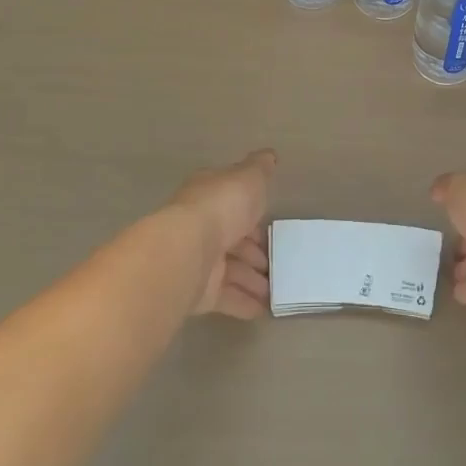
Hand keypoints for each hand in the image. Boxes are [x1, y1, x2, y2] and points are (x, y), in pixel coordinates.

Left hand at [168, 149, 275, 319]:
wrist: (186, 251)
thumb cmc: (221, 206)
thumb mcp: (249, 177)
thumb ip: (260, 168)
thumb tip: (269, 155)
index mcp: (210, 196)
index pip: (233, 204)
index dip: (254, 214)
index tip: (272, 226)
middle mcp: (201, 227)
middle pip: (233, 240)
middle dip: (256, 252)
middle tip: (279, 264)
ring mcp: (199, 260)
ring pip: (231, 270)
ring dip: (254, 280)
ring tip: (277, 291)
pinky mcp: (198, 292)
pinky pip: (226, 297)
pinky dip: (244, 303)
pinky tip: (264, 310)